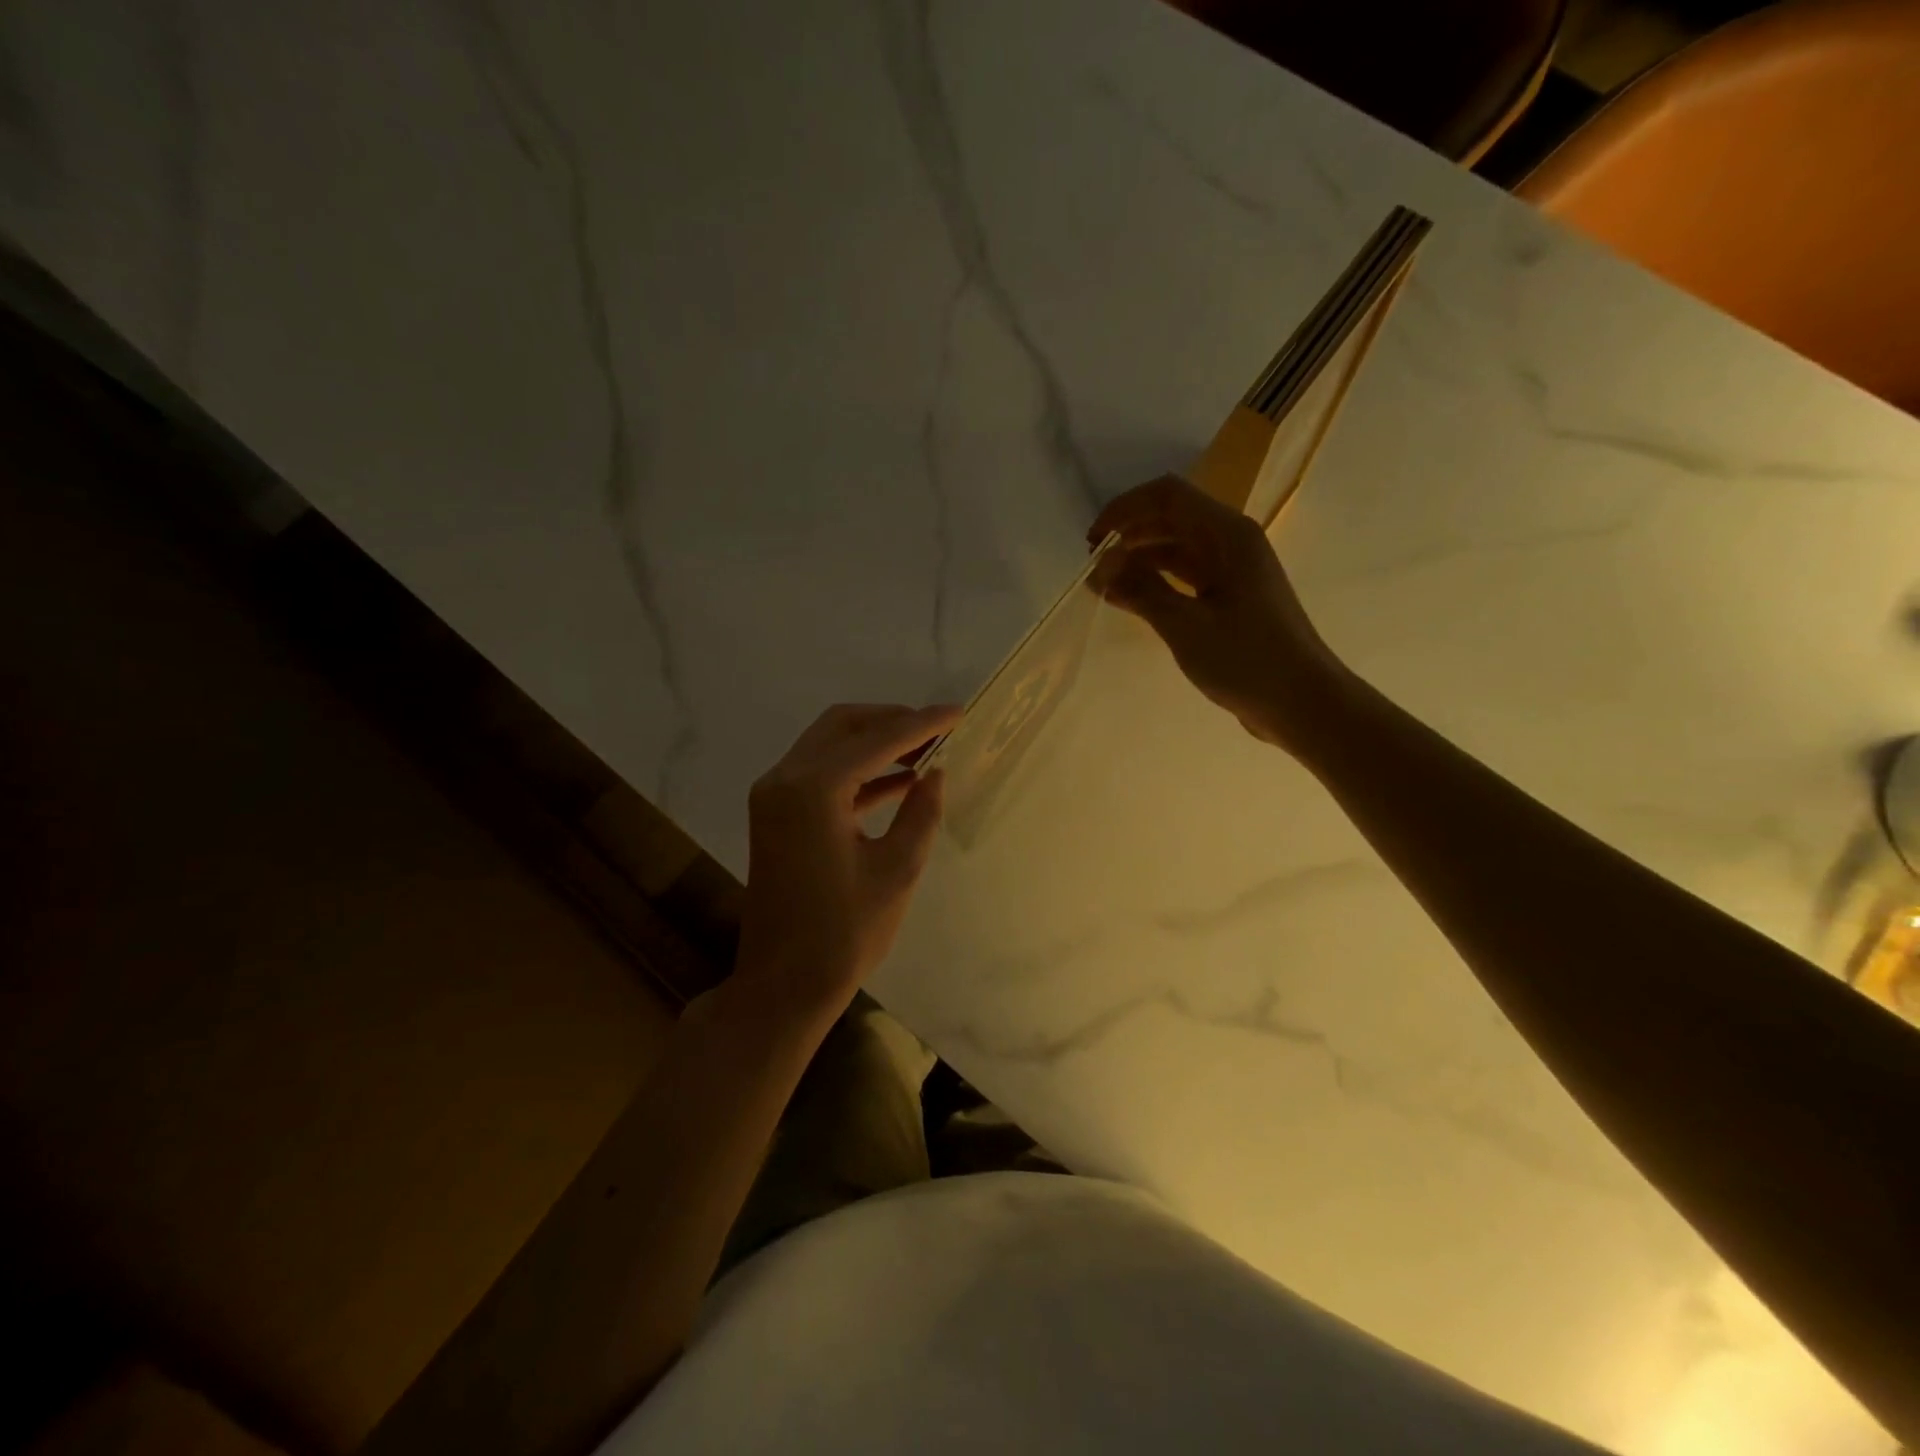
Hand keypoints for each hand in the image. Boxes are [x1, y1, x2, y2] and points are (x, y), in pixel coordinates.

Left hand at [733, 703, 960, 1022]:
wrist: (782, 984)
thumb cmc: (844, 933)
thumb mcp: (897, 870)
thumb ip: (920, 812)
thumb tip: (935, 773)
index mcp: (813, 789)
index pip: (877, 740)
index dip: (922, 724)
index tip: (959, 712)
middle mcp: (785, 778)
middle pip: (844, 726)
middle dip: (893, 721)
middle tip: (938, 730)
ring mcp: (774, 795)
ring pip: (829, 745)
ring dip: (874, 742)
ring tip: (926, 749)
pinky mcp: (775, 814)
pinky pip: (819, 774)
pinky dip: (857, 770)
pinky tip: (899, 780)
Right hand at [1089, 475, 1348, 749]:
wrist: (1303, 703)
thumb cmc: (1246, 660)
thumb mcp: (1185, 625)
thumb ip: (1141, 590)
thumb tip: (1100, 566)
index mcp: (1228, 535)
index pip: (1168, 496)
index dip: (1125, 509)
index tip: (1093, 542)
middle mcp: (1232, 542)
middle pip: (1173, 516)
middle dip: (1130, 532)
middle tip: (1094, 564)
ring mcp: (1234, 570)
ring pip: (1178, 546)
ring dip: (1141, 557)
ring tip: (1106, 583)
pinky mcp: (1232, 597)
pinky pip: (1187, 575)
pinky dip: (1158, 581)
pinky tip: (1132, 599)